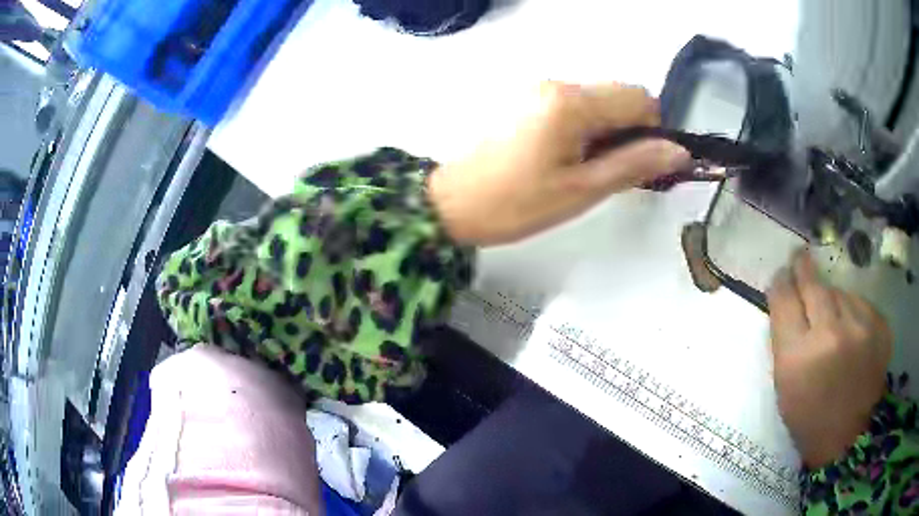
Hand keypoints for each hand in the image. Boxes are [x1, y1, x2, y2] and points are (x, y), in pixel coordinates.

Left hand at [427, 82, 691, 245]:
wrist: (452, 203)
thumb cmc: (517, 203)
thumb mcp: (583, 190)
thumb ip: (634, 164)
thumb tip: (679, 152)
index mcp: (572, 102)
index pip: (639, 98)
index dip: (652, 130)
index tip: (640, 164)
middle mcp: (558, 83)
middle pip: (620, 94)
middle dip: (631, 130)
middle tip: (612, 170)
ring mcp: (539, 88)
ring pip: (599, 100)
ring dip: (608, 130)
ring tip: (586, 168)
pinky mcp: (528, 99)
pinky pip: (575, 104)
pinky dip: (586, 126)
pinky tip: (567, 157)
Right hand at [766, 250, 891, 467]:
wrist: (846, 438)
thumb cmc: (808, 416)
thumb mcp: (784, 383)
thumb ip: (784, 337)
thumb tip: (787, 296)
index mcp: (799, 356)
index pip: (785, 300)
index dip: (781, 282)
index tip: (781, 273)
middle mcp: (832, 335)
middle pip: (814, 285)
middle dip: (803, 268)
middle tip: (799, 257)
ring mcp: (861, 328)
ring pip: (840, 291)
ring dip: (831, 298)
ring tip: (831, 318)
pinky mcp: (880, 328)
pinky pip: (861, 302)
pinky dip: (853, 309)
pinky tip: (851, 328)